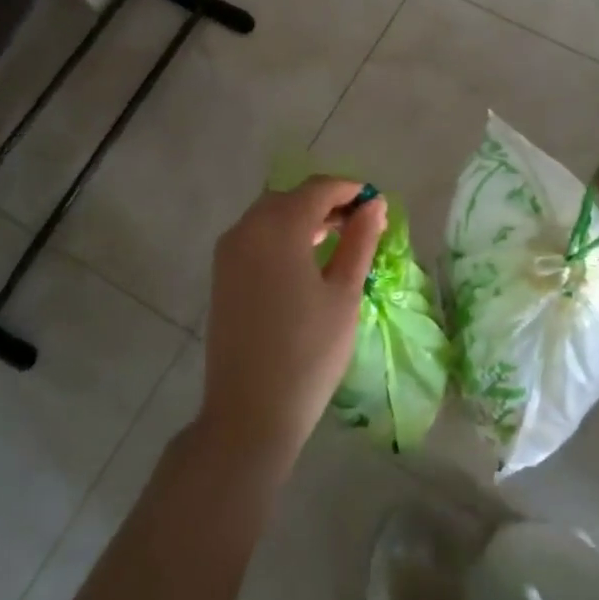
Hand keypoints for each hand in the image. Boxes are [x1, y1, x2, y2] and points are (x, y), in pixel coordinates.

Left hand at [197, 177, 386, 479]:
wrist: (250, 410)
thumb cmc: (309, 352)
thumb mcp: (344, 293)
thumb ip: (360, 241)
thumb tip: (375, 205)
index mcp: (278, 227)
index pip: (318, 189)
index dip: (349, 190)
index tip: (377, 203)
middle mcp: (246, 228)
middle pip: (291, 197)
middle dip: (326, 202)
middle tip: (361, 223)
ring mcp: (228, 252)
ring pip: (270, 215)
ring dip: (303, 217)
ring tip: (338, 238)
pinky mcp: (221, 274)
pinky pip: (255, 236)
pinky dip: (282, 234)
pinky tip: (305, 258)